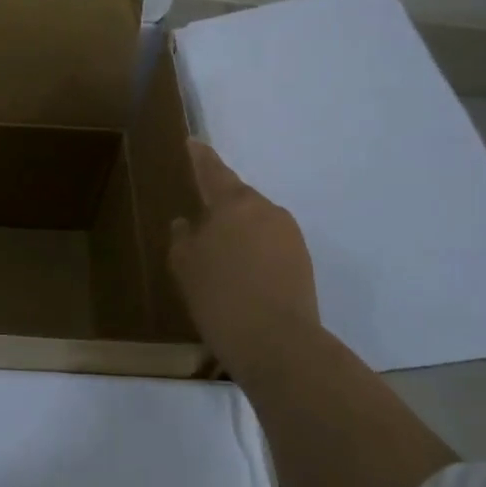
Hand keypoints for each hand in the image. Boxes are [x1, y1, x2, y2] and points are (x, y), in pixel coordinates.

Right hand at [168, 139, 321, 376]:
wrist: (278, 344)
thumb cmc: (220, 295)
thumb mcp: (184, 264)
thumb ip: (183, 237)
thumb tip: (187, 224)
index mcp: (234, 203)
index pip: (213, 170)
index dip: (200, 157)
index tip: (193, 142)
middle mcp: (266, 210)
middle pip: (238, 198)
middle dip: (219, 205)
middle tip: (198, 218)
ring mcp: (290, 237)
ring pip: (256, 223)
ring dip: (238, 231)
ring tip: (218, 255)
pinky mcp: (303, 263)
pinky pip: (270, 245)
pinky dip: (253, 252)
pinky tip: (239, 274)